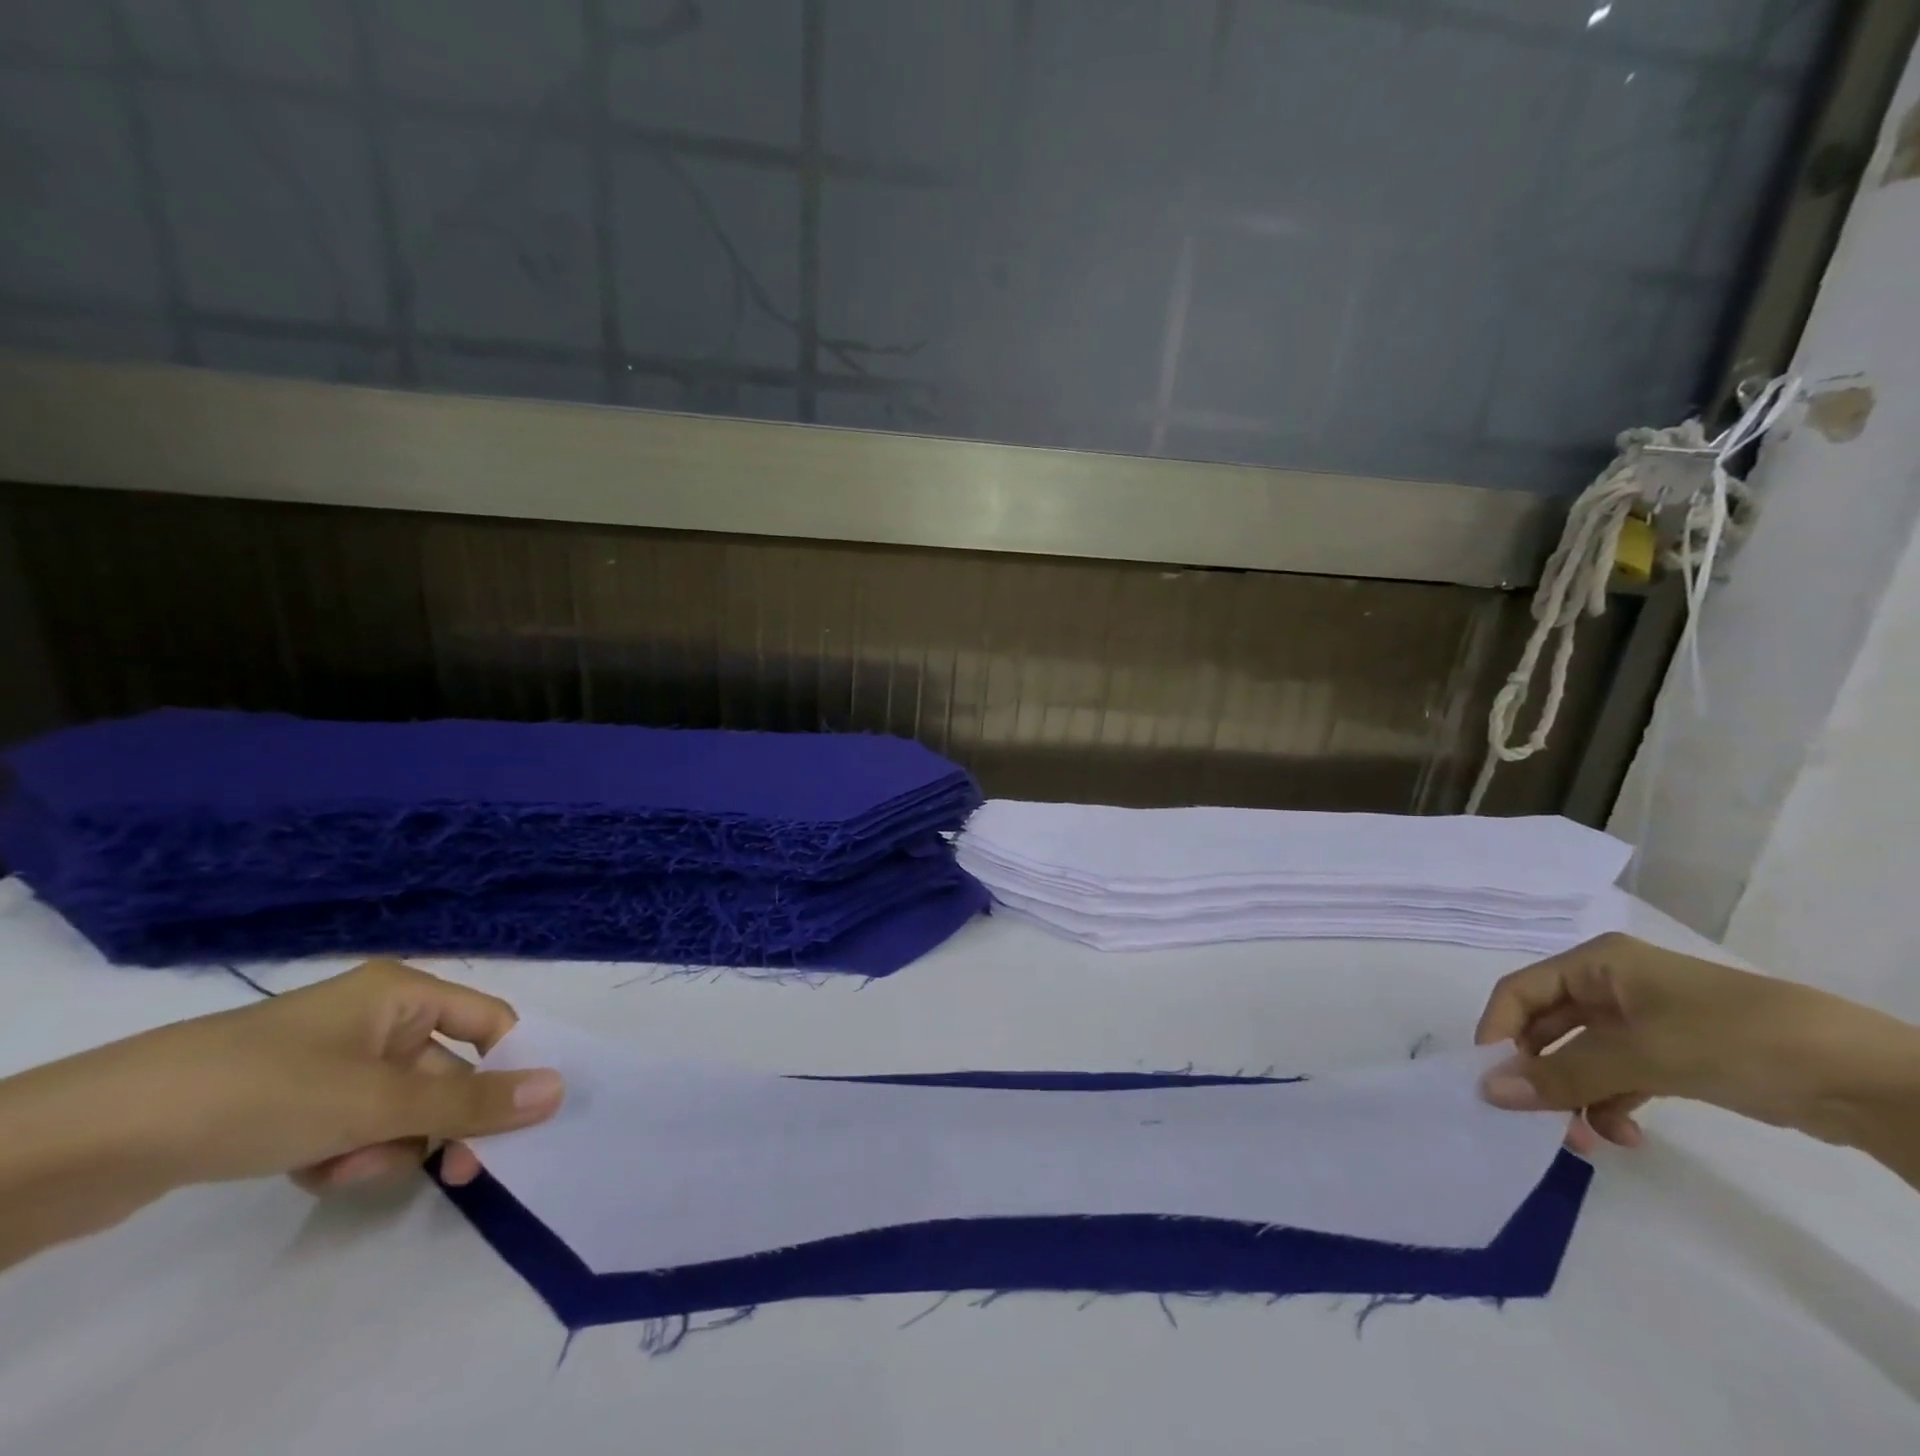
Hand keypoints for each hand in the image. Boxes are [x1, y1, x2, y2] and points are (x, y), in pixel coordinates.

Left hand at [11, 959, 562, 1195]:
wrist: (93, 1138)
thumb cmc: (264, 1091)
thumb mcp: (379, 1101)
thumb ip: (473, 1100)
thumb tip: (559, 1089)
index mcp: (403, 993)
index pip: (490, 1023)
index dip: (510, 1068)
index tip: (517, 1125)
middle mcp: (375, 1018)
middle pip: (444, 1072)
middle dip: (439, 1125)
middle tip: (454, 1175)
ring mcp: (329, 1060)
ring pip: (398, 1108)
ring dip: (386, 1146)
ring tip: (341, 1168)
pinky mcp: (289, 1100)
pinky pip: (351, 1125)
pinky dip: (345, 1153)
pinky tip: (309, 1173)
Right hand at [1473, 932, 1919, 1155]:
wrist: (1866, 1077)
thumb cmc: (1734, 1038)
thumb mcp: (1641, 1055)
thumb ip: (1562, 1075)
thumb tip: (1488, 1091)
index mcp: (1595, 963)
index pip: (1519, 992)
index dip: (1497, 1031)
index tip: (1489, 1080)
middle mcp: (1609, 985)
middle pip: (1547, 1027)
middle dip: (1540, 1074)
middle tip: (1538, 1121)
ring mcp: (1642, 1021)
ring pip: (1581, 1057)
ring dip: (1575, 1096)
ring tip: (1588, 1140)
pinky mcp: (1672, 1055)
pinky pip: (1617, 1077)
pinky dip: (1612, 1104)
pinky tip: (1628, 1135)